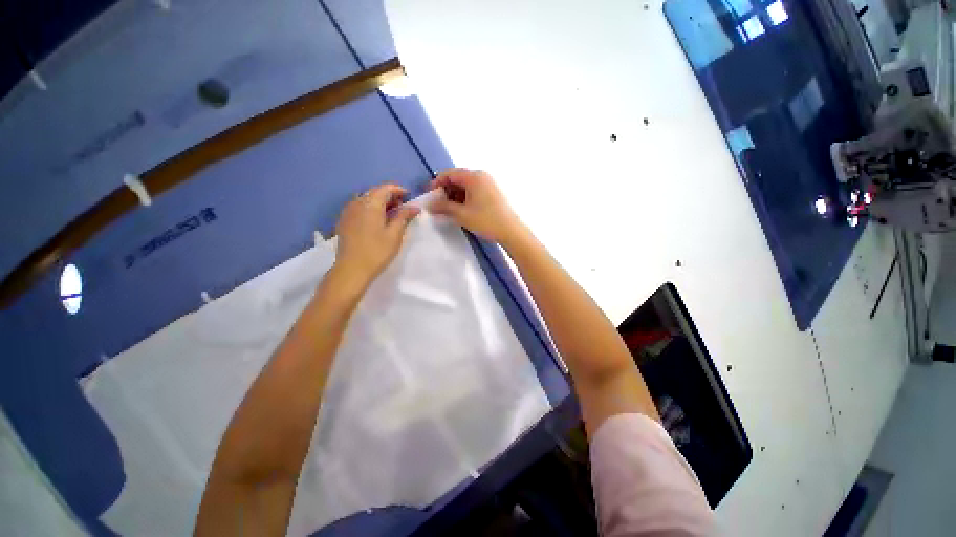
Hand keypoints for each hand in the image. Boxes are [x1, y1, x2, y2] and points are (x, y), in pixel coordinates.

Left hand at [334, 184, 420, 286]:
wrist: (352, 269)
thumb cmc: (377, 251)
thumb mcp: (395, 234)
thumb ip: (404, 217)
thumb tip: (414, 207)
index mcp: (370, 204)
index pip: (385, 188)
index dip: (399, 190)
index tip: (409, 197)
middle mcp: (357, 203)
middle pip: (375, 192)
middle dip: (390, 196)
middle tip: (403, 207)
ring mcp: (348, 212)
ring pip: (366, 199)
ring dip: (380, 202)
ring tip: (392, 214)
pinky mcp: (344, 221)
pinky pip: (359, 207)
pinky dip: (370, 209)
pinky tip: (377, 221)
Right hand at [428, 169, 524, 243]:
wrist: (510, 231)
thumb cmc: (485, 220)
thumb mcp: (461, 214)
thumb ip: (443, 207)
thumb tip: (429, 205)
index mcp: (474, 177)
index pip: (449, 174)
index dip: (437, 183)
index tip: (429, 195)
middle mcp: (482, 176)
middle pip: (458, 178)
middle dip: (446, 190)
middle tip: (438, 204)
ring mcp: (489, 184)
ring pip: (466, 185)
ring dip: (455, 195)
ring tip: (449, 210)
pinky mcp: (493, 192)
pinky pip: (474, 190)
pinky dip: (465, 198)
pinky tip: (461, 210)